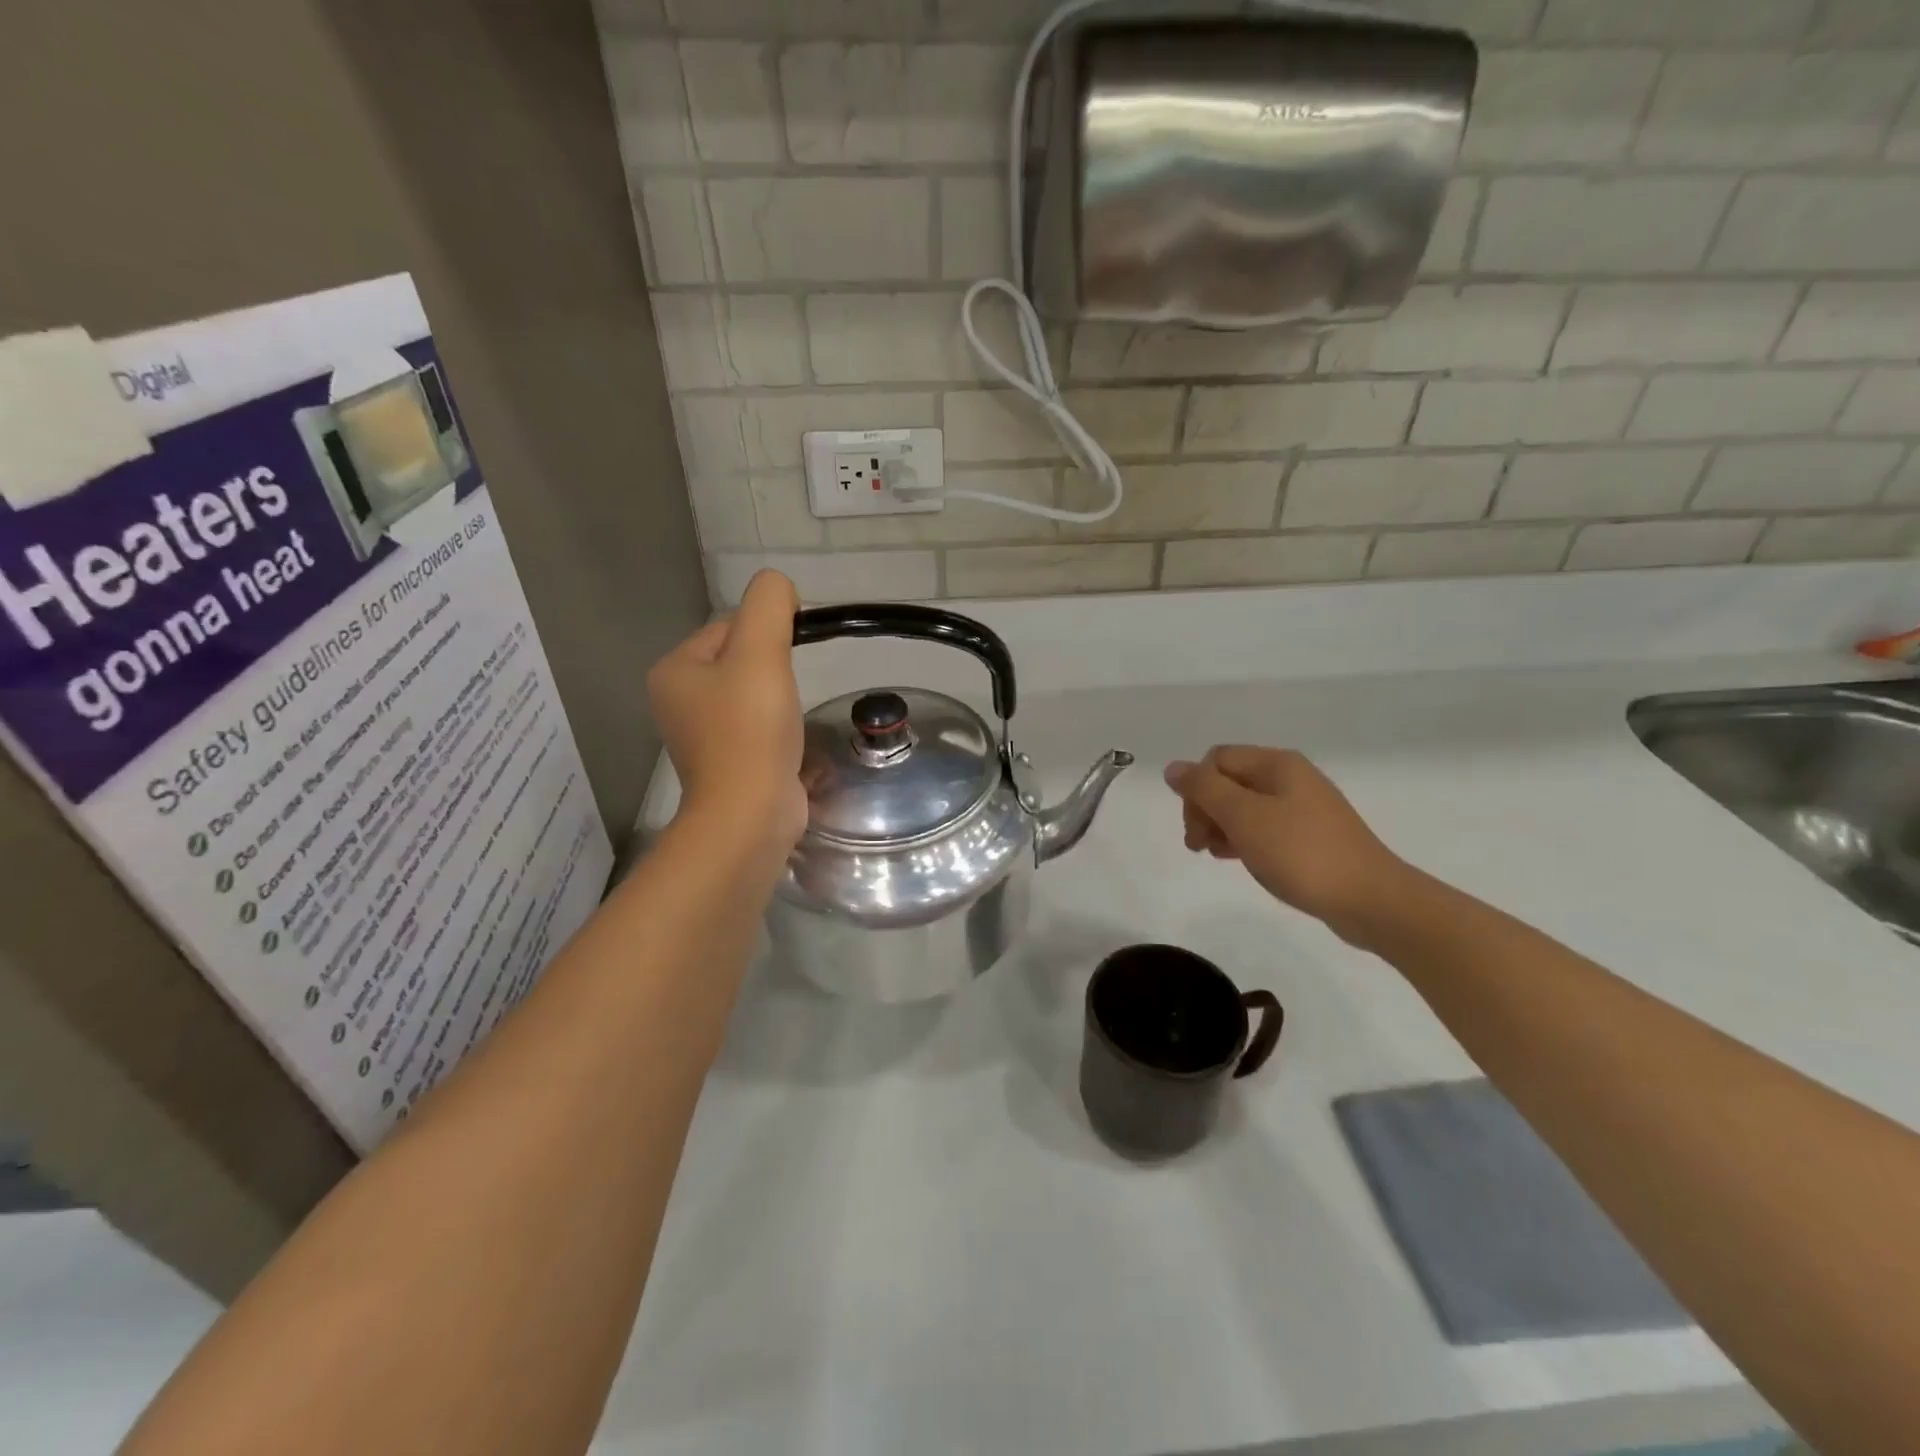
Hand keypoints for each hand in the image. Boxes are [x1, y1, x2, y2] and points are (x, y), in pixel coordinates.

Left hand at [648, 571, 805, 849]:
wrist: (749, 814)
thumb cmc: (750, 729)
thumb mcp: (760, 651)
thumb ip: (769, 604)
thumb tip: (779, 589)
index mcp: (674, 670)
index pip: (729, 628)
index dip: (767, 634)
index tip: (789, 659)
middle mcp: (679, 701)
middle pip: (740, 661)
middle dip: (773, 669)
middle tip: (790, 691)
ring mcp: (702, 736)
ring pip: (751, 695)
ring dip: (778, 699)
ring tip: (790, 719)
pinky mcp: (727, 764)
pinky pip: (756, 728)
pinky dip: (777, 728)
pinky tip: (789, 741)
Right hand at [1165, 746, 1409, 947]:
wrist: (1370, 899)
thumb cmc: (1301, 853)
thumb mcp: (1244, 817)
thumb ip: (1204, 789)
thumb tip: (1173, 768)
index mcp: (1277, 764)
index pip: (1216, 760)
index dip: (1196, 789)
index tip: (1194, 827)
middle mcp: (1290, 777)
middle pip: (1229, 781)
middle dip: (1205, 809)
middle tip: (1198, 845)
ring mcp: (1304, 807)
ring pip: (1244, 806)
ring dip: (1221, 826)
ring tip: (1213, 855)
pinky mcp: (1311, 835)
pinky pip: (1264, 826)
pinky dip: (1244, 839)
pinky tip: (1239, 860)